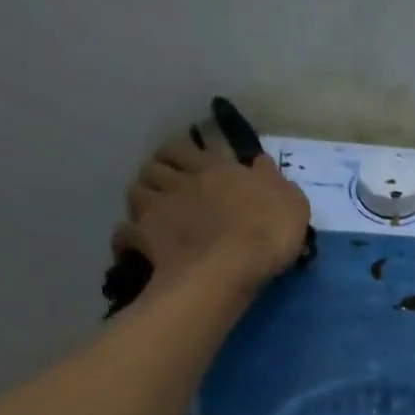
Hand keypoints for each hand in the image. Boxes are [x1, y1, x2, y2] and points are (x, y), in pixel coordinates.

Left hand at [113, 122, 309, 288]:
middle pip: (155, 167)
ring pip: (135, 192)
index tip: (186, 165)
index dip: (182, 155)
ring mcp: (160, 208)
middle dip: (157, 175)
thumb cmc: (266, 232)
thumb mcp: (290, 203)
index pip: (187, 148)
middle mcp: (181, 181)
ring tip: (150, 216)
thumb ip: (274, 182)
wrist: (231, 266)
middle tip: (166, 191)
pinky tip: (132, 249)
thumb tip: (262, 163)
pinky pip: (124, 234)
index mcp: (214, 168)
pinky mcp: (146, 238)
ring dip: (140, 201)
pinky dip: (125, 240)